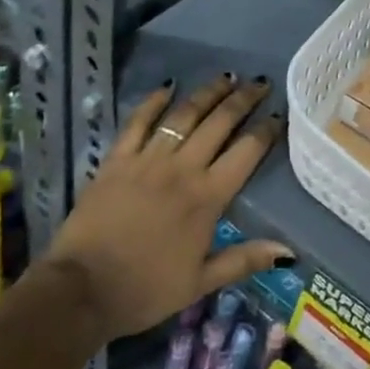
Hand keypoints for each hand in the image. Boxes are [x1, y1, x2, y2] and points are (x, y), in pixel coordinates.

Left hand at [46, 75, 290, 339]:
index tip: (279, 114)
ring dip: (207, 93)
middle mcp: (182, 168)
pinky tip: (167, 86)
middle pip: (219, 123)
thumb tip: (289, 252)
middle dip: (243, 99)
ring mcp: (148, 159)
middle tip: (260, 82)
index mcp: (207, 198)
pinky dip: (154, 101)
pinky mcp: (117, 159)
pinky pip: (138, 121)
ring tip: (226, 78)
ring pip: (184, 115)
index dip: (266, 130)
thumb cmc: (145, 290)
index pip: (246, 152)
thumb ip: (244, 259)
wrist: (81, 291)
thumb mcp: (200, 283)